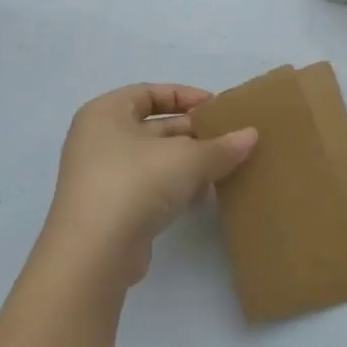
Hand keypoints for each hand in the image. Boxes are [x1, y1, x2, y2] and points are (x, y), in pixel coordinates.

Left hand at [41, 83, 256, 290]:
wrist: (95, 253)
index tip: (217, 108)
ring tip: (225, 167)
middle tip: (228, 139)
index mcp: (105, 113)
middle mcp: (98, 140)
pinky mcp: (111, 210)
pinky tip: (204, 195)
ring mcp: (102, 177)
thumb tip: (252, 135)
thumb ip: (221, 146)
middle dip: (192, 133)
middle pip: (153, 127)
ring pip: (154, 160)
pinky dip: (176, 188)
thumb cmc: (135, 183)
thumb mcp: (187, 158)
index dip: (184, 96)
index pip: (148, 93)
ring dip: (188, 163)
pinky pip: (149, 188)